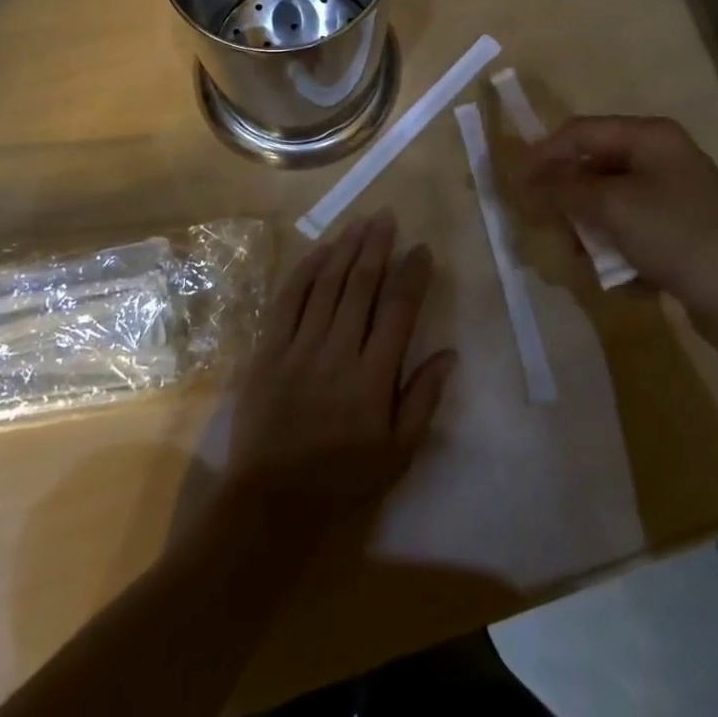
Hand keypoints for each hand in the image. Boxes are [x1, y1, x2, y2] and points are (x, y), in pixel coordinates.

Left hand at [225, 210, 454, 527]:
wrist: (271, 501)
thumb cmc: (342, 480)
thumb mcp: (397, 454)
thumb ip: (423, 400)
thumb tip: (449, 353)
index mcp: (373, 377)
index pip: (398, 311)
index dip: (412, 275)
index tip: (421, 249)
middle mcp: (338, 351)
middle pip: (361, 286)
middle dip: (377, 247)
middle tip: (387, 217)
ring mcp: (299, 346)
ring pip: (327, 284)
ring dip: (345, 249)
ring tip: (360, 222)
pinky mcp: (268, 349)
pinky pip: (288, 299)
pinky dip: (305, 271)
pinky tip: (320, 250)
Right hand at [524, 115, 717, 353]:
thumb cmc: (680, 237)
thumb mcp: (614, 207)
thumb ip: (565, 189)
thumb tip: (528, 181)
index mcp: (649, 137)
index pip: (580, 132)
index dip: (543, 154)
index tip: (514, 184)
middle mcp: (661, 158)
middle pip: (593, 167)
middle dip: (568, 198)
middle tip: (543, 225)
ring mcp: (673, 197)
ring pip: (609, 204)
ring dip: (591, 230)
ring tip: (583, 259)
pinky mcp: (680, 234)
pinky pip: (632, 233)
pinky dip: (619, 252)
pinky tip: (621, 279)